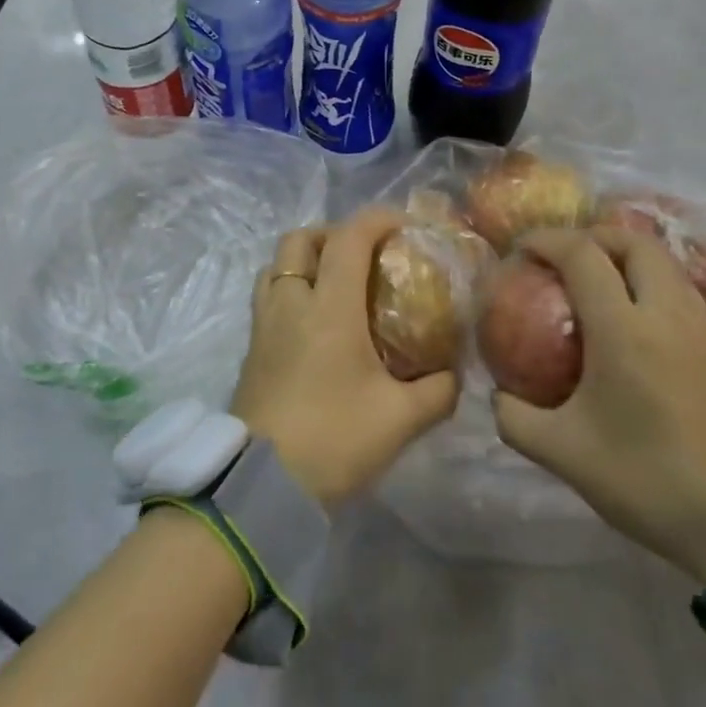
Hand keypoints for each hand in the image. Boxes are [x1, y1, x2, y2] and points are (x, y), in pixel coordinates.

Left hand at [231, 208, 460, 507]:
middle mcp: (290, 303)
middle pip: (299, 240)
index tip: (405, 227)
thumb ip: (438, 391)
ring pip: (276, 266)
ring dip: (306, 261)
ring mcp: (263, 325)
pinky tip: (315, 325)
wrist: (261, 486)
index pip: (349, 237)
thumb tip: (453, 374)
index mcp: (328, 307)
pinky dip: (291, 291)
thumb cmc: (334, 439)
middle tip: (363, 257)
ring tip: (336, 286)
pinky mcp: (251, 349)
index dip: (378, 220)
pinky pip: (268, 298)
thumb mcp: (401, 419)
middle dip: (333, 234)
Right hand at [492, 227, 705, 582]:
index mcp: (623, 330)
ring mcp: (705, 332)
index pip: (583, 255)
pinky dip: (655, 290)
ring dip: (630, 260)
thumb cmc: (645, 480)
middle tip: (567, 255)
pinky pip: (686, 299)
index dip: (548, 240)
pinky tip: (639, 328)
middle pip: (636, 243)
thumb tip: (499, 396)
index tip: (523, 247)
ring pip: (668, 268)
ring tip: (601, 283)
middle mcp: (668, 316)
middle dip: (596, 236)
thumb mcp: (561, 453)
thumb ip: (515, 418)